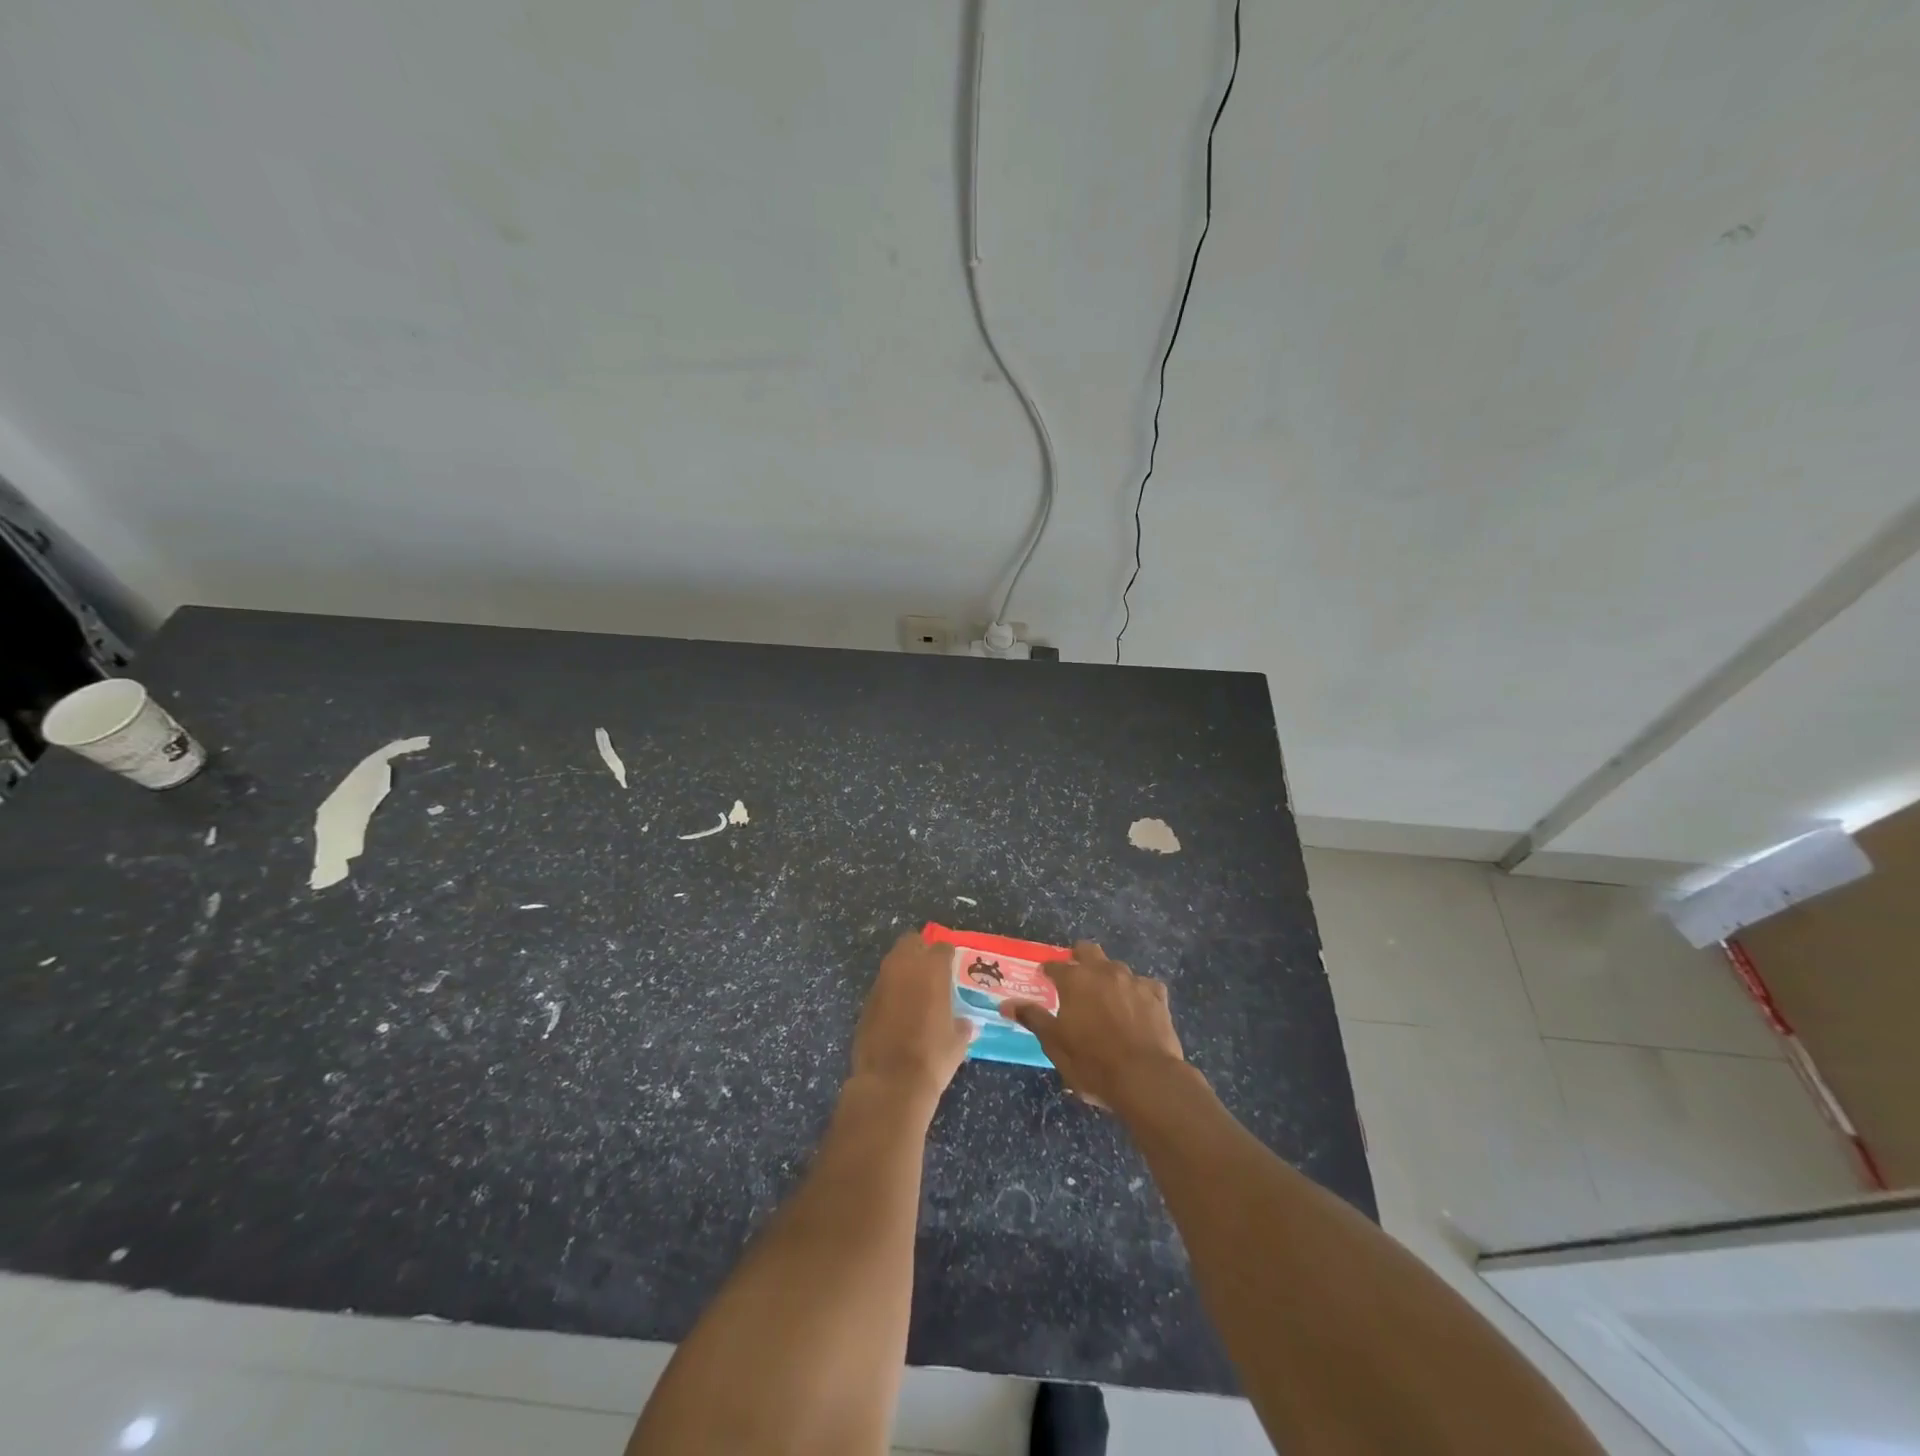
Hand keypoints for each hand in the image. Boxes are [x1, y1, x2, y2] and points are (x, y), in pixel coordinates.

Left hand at [850, 932, 974, 1101]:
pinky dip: (890, 991)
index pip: (942, 947)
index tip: (952, 967)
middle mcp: (904, 967)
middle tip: (931, 969)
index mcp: (932, 970)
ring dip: (903, 969)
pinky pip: (881, 985)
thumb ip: (962, 1026)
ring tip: (914, 990)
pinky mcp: (865, 1001)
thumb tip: (965, 1024)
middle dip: (920, 950)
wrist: (890, 1083)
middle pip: (911, 941)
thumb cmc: (932, 1057)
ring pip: (893, 961)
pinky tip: (897, 1011)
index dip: (948, 956)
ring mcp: (881, 982)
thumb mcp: (957, 1042)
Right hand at [999, 941, 1191, 1113]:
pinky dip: (1137, 993)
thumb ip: (1033, 1018)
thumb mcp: (1055, 1044)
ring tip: (1106, 998)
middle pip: (1088, 950)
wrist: (1146, 1078)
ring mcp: (1133, 981)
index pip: (1055, 965)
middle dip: (1079, 957)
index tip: (1044, 979)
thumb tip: (1006, 1004)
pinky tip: (1137, 1009)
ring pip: (1117, 967)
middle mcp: (1104, 971)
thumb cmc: (1092, 1062)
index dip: (1048, 971)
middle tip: (1075, 978)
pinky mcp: (1157, 995)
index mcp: (1075, 980)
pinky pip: (1144, 985)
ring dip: (1108, 976)